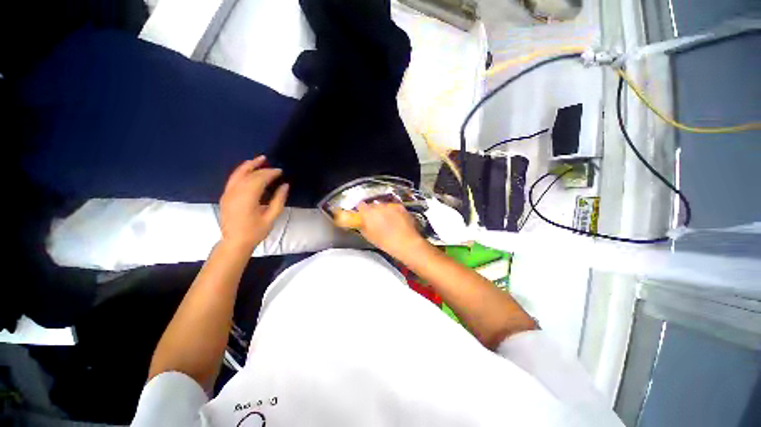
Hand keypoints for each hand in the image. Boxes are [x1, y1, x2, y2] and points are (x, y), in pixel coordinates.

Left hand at [219, 156, 288, 253]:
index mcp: (247, 199)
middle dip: (262, 169)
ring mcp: (227, 193)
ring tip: (259, 159)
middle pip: (249, 175)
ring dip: (249, 165)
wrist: (234, 242)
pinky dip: (241, 171)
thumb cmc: (255, 232)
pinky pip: (233, 179)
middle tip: (274, 168)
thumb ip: (279, 200)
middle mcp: (235, 193)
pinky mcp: (225, 196)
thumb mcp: (271, 217)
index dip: (270, 173)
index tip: (280, 171)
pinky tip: (248, 170)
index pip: (259, 179)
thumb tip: (285, 185)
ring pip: (237, 174)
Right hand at [357, 202, 426, 259]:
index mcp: (368, 212)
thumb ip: (363, 226)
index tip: (363, 215)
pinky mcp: (401, 207)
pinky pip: (394, 208)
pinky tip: (397, 221)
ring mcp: (391, 205)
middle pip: (373, 205)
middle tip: (375, 221)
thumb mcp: (369, 236)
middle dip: (373, 211)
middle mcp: (379, 206)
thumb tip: (362, 223)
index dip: (361, 211)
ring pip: (384, 206)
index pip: (361, 205)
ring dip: (384, 211)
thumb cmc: (385, 242)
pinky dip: (394, 212)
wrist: (405, 242)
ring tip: (388, 222)